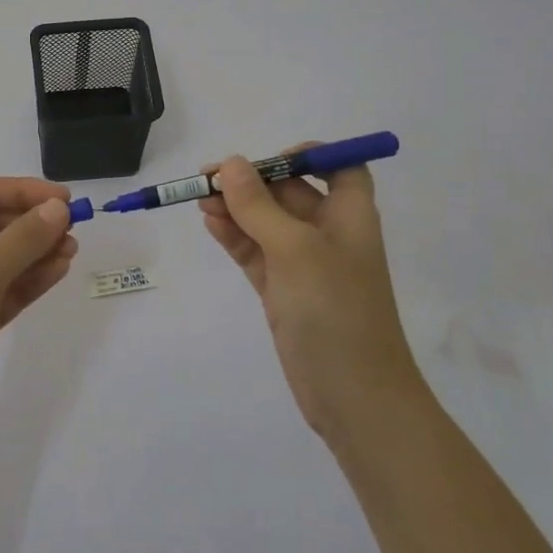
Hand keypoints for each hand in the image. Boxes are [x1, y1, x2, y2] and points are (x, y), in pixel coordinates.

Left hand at [0, 177, 79, 461]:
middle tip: (75, 228)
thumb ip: (20, 240)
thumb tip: (57, 209)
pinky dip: (30, 280)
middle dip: (32, 221)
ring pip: (3, 258)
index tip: (65, 200)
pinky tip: (59, 271)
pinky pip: (6, 290)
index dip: (23, 191)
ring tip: (73, 249)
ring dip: (37, 250)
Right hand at [199, 148, 417, 440]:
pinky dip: (234, 237)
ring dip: (236, 208)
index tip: (267, 161)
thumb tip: (230, 164)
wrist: (355, 396)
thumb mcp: (295, 249)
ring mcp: (304, 265)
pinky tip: (210, 223)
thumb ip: (259, 206)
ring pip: (266, 223)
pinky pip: (255, 252)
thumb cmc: (335, 310)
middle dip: (251, 182)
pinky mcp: (283, 292)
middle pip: (289, 192)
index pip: (338, 168)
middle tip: (207, 179)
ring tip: (198, 199)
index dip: (308, 156)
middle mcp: (328, 234)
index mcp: (349, 215)